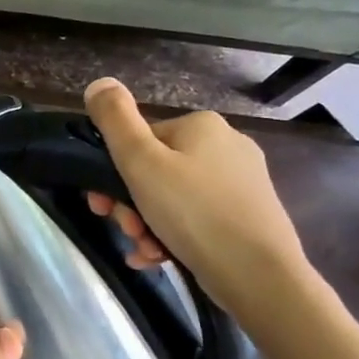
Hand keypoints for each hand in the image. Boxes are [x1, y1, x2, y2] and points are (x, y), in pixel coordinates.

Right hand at [82, 77, 308, 317]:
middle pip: (155, 171)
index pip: (139, 140)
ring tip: (144, 250)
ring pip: (172, 199)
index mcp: (201, 126)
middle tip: (125, 229)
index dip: (111, 173)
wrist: (259, 276)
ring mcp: (241, 183)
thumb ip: (115, 120)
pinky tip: (158, 258)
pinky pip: (195, 220)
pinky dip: (171, 236)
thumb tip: (99, 83)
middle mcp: (226, 145)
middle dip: (130, 204)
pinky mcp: (248, 216)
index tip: (101, 204)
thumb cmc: (193, 212)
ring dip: (146, 225)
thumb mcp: (141, 162)